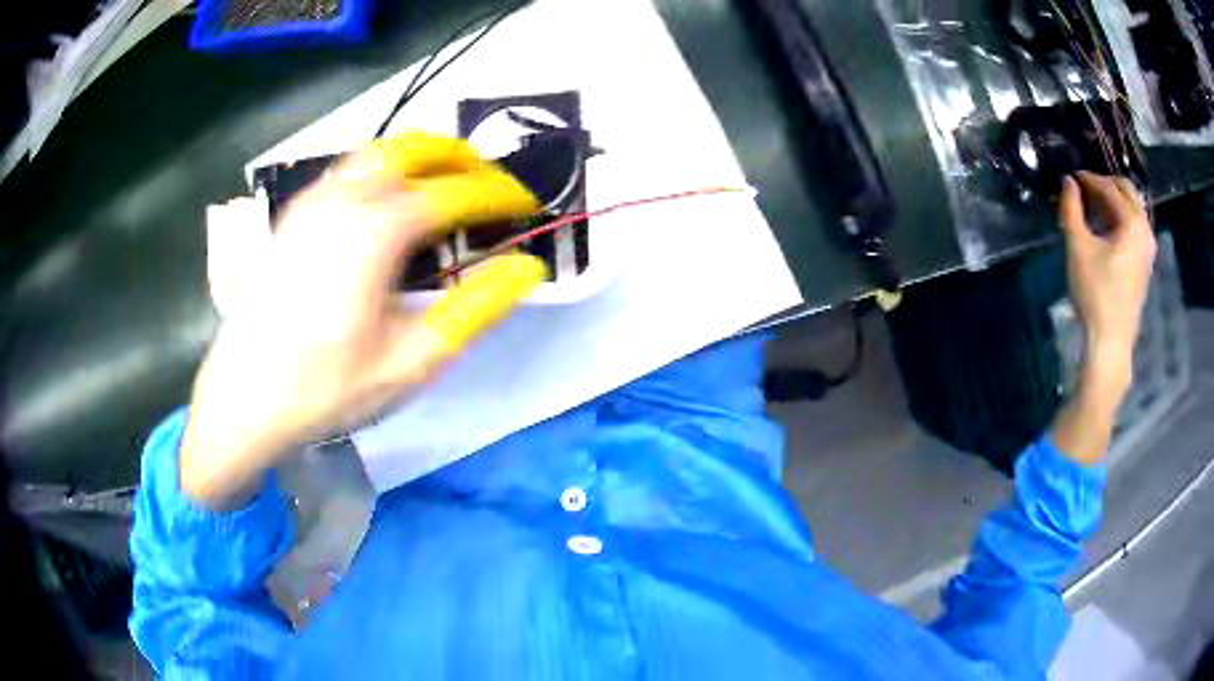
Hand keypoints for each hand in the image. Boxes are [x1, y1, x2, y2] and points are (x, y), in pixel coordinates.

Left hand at [182, 133, 545, 507]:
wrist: (243, 400)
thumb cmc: (326, 388)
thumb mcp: (410, 362)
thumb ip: (474, 310)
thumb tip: (528, 270)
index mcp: (375, 232)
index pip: (452, 192)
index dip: (495, 193)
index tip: (525, 201)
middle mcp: (342, 201)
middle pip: (411, 150)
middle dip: (458, 156)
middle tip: (488, 179)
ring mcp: (311, 203)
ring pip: (375, 153)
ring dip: (419, 156)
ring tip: (446, 180)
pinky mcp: (292, 217)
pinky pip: (346, 172)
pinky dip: (381, 170)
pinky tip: (388, 201)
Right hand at [1059, 172, 1156, 392]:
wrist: (1110, 342)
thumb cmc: (1095, 293)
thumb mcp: (1078, 248)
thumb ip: (1071, 209)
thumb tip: (1067, 181)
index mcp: (1133, 223)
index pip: (1110, 188)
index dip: (1089, 179)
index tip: (1072, 178)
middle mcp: (1145, 230)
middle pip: (1127, 192)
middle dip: (1106, 185)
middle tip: (1085, 189)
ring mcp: (1148, 250)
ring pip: (1133, 210)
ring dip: (1114, 203)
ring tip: (1094, 208)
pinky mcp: (1145, 265)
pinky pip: (1135, 228)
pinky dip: (1121, 220)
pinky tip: (1106, 229)